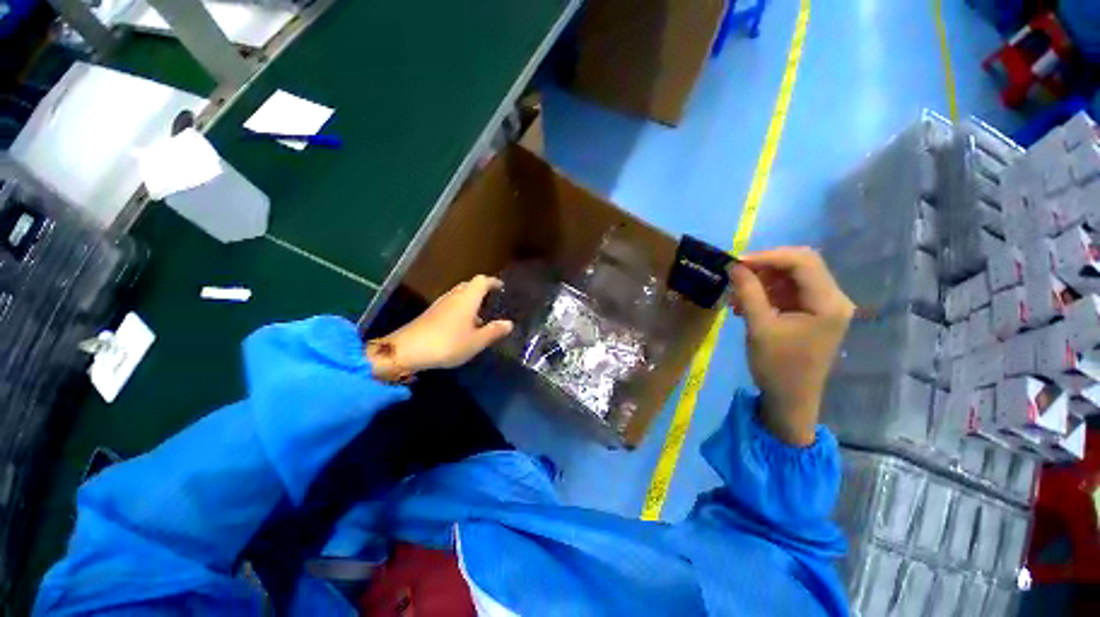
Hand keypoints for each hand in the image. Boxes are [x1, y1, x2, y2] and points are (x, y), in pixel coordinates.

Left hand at [368, 275, 512, 379]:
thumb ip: (494, 331)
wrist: (407, 351)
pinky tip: (463, 326)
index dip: (492, 282)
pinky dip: (461, 309)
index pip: (481, 281)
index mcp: (467, 299)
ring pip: (459, 295)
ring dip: (471, 300)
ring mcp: (440, 304)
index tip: (501, 287)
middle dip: (482, 290)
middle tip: (492, 300)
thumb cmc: (447, 344)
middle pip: (469, 285)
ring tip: (480, 316)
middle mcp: (453, 297)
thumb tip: (509, 323)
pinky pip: (451, 304)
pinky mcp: (431, 313)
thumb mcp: (476, 341)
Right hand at [729, 247, 853, 445]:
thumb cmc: (777, 367)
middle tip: (736, 274)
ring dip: (763, 280)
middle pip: (801, 264)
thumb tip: (734, 266)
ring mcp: (824, 305)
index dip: (768, 256)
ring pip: (793, 276)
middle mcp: (833, 298)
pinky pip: (789, 291)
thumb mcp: (759, 327)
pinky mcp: (812, 312)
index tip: (736, 262)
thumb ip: (748, 292)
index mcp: (828, 303)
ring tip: (736, 295)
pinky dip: (766, 292)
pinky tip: (746, 304)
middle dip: (766, 265)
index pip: (802, 262)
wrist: (791, 399)